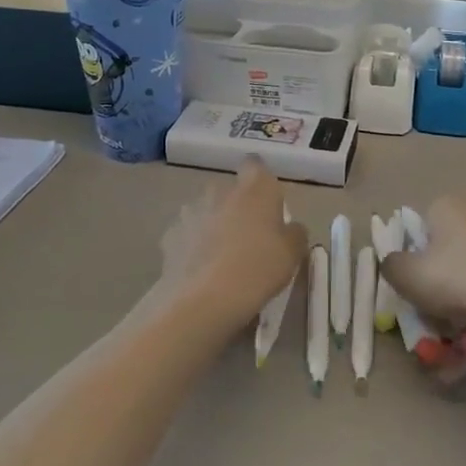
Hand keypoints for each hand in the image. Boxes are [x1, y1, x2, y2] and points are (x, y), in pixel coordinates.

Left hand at [153, 161, 306, 333]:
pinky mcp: (171, 235)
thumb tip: (290, 227)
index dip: (260, 180)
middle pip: (231, 191)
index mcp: (255, 188)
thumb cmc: (259, 268)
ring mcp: (191, 211)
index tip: (267, 203)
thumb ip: (295, 233)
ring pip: (207, 211)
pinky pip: (188, 234)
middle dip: (238, 207)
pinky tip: (202, 269)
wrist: (206, 299)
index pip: (255, 165)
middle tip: (249, 236)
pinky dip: (194, 245)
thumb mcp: (293, 253)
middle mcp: (221, 191)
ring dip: (214, 225)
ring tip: (223, 257)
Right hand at [381, 197, 465, 348]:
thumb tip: (394, 263)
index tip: (415, 293)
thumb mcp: (405, 275)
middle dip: (441, 296)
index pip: (421, 231)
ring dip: (463, 314)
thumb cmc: (455, 278)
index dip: (415, 263)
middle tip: (437, 327)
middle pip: (448, 258)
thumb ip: (391, 266)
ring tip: (460, 347)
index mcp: (447, 207)